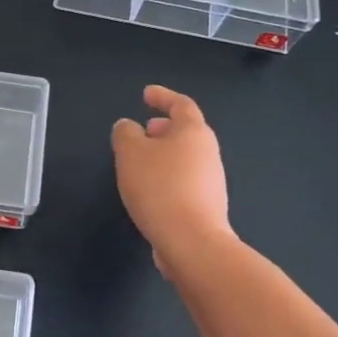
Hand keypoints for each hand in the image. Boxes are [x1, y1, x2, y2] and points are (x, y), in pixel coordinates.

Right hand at [111, 86, 233, 273]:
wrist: (191, 242)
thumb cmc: (160, 187)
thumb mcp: (130, 153)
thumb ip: (125, 133)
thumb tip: (129, 127)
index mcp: (194, 132)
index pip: (181, 104)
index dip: (162, 96)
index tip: (146, 94)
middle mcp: (208, 153)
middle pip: (186, 132)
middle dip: (163, 128)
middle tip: (143, 130)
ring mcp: (211, 182)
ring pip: (185, 158)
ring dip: (164, 154)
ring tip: (141, 162)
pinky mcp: (207, 207)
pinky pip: (184, 181)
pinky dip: (167, 177)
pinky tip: (150, 191)